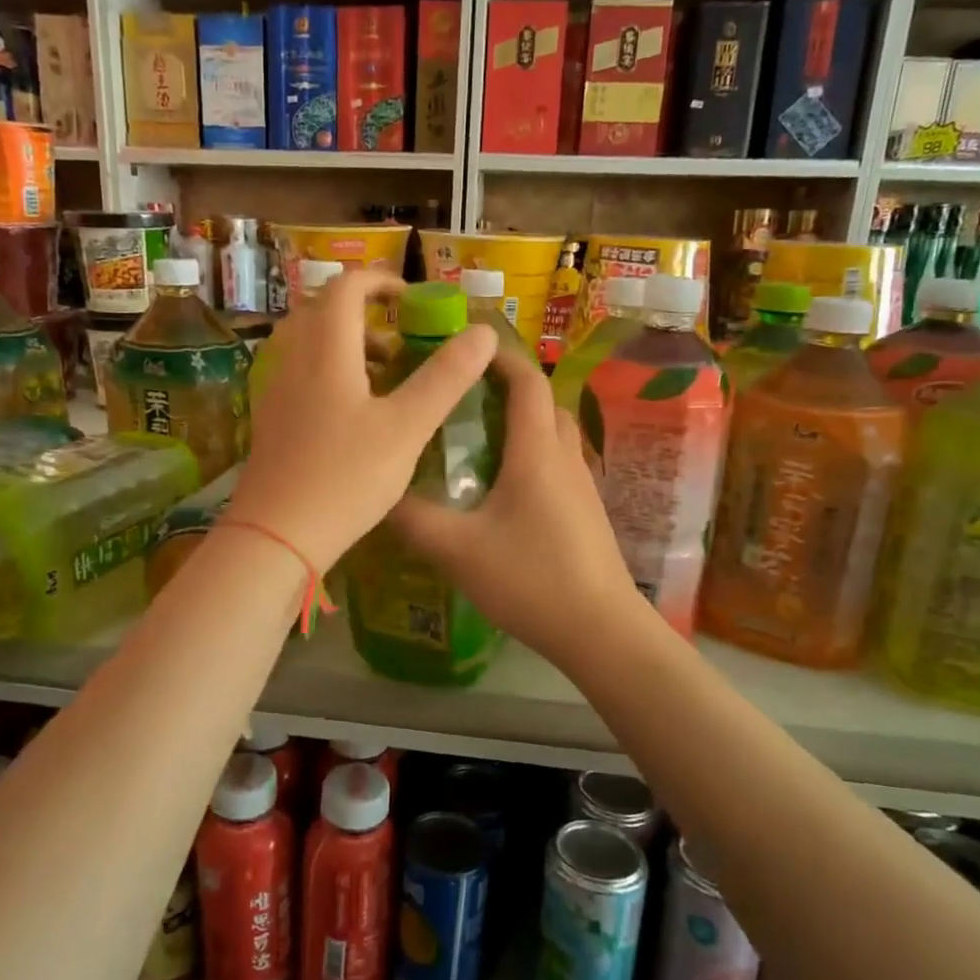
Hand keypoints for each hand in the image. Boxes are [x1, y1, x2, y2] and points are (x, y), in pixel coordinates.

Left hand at [231, 270, 497, 569]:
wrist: (276, 536)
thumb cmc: (346, 477)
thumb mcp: (407, 428)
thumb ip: (445, 378)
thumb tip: (482, 332)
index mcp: (326, 350)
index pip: (346, 286)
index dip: (381, 282)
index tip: (412, 300)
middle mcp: (293, 360)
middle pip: (322, 311)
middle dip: (364, 314)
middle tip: (401, 341)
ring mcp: (275, 391)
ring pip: (308, 344)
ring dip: (346, 345)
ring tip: (385, 377)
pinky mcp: (270, 420)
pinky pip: (299, 374)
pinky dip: (329, 372)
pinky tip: (355, 413)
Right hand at [389, 348, 647, 665]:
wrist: (600, 630)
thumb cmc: (531, 579)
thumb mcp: (458, 550)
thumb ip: (413, 520)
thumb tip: (378, 496)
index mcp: (537, 451)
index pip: (526, 380)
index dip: (499, 357)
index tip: (465, 350)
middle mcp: (564, 457)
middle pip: (543, 403)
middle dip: (507, 388)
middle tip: (462, 396)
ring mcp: (582, 485)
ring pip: (553, 435)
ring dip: (521, 424)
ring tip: (476, 439)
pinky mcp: (586, 512)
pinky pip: (558, 464)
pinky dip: (531, 456)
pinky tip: (501, 489)